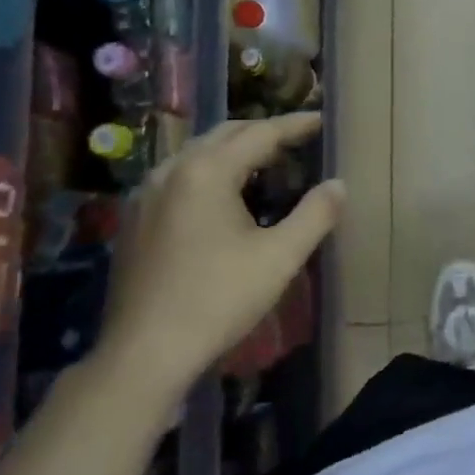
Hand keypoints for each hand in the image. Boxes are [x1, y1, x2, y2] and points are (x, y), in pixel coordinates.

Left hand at [97, 115, 343, 406]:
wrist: (144, 353)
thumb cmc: (218, 299)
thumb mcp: (280, 257)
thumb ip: (315, 214)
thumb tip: (338, 184)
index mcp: (207, 171)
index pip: (261, 133)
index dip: (295, 125)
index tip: (322, 121)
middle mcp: (172, 170)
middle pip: (225, 134)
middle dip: (264, 131)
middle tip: (298, 139)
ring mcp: (146, 193)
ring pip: (198, 153)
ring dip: (235, 150)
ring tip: (266, 162)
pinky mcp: (135, 218)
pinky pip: (180, 175)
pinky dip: (210, 170)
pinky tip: (225, 195)